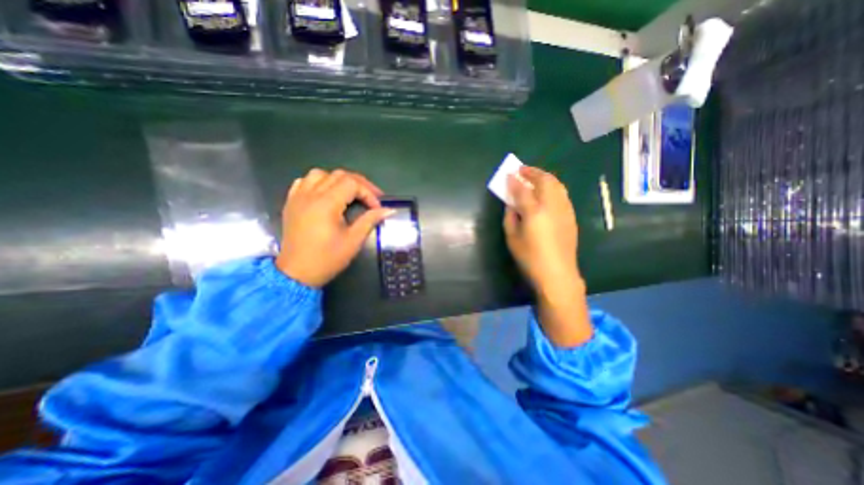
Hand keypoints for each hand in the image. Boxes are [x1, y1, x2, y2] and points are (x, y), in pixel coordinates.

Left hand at [274, 169, 394, 285]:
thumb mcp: (353, 240)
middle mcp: (311, 195)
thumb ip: (370, 220)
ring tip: (349, 194)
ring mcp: (298, 197)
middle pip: (339, 175)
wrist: (297, 273)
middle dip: (359, 184)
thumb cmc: (327, 259)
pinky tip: (326, 194)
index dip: (369, 193)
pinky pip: (304, 182)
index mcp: (326, 204)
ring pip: (320, 174)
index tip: (377, 208)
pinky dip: (318, 183)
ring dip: (338, 180)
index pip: (352, 184)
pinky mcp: (291, 203)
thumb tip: (389, 210)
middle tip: (371, 198)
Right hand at [504, 164, 583, 296]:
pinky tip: (547, 192)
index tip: (509, 174)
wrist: (557, 273)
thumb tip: (511, 204)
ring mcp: (564, 210)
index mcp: (534, 212)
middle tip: (522, 170)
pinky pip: (562, 194)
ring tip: (534, 177)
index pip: (522, 190)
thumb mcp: (512, 238)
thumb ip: (510, 217)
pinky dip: (553, 187)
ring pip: (557, 185)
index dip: (514, 181)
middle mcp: (552, 206)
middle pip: (544, 180)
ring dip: (544, 177)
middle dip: (532, 172)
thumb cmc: (530, 258)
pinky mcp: (571, 216)